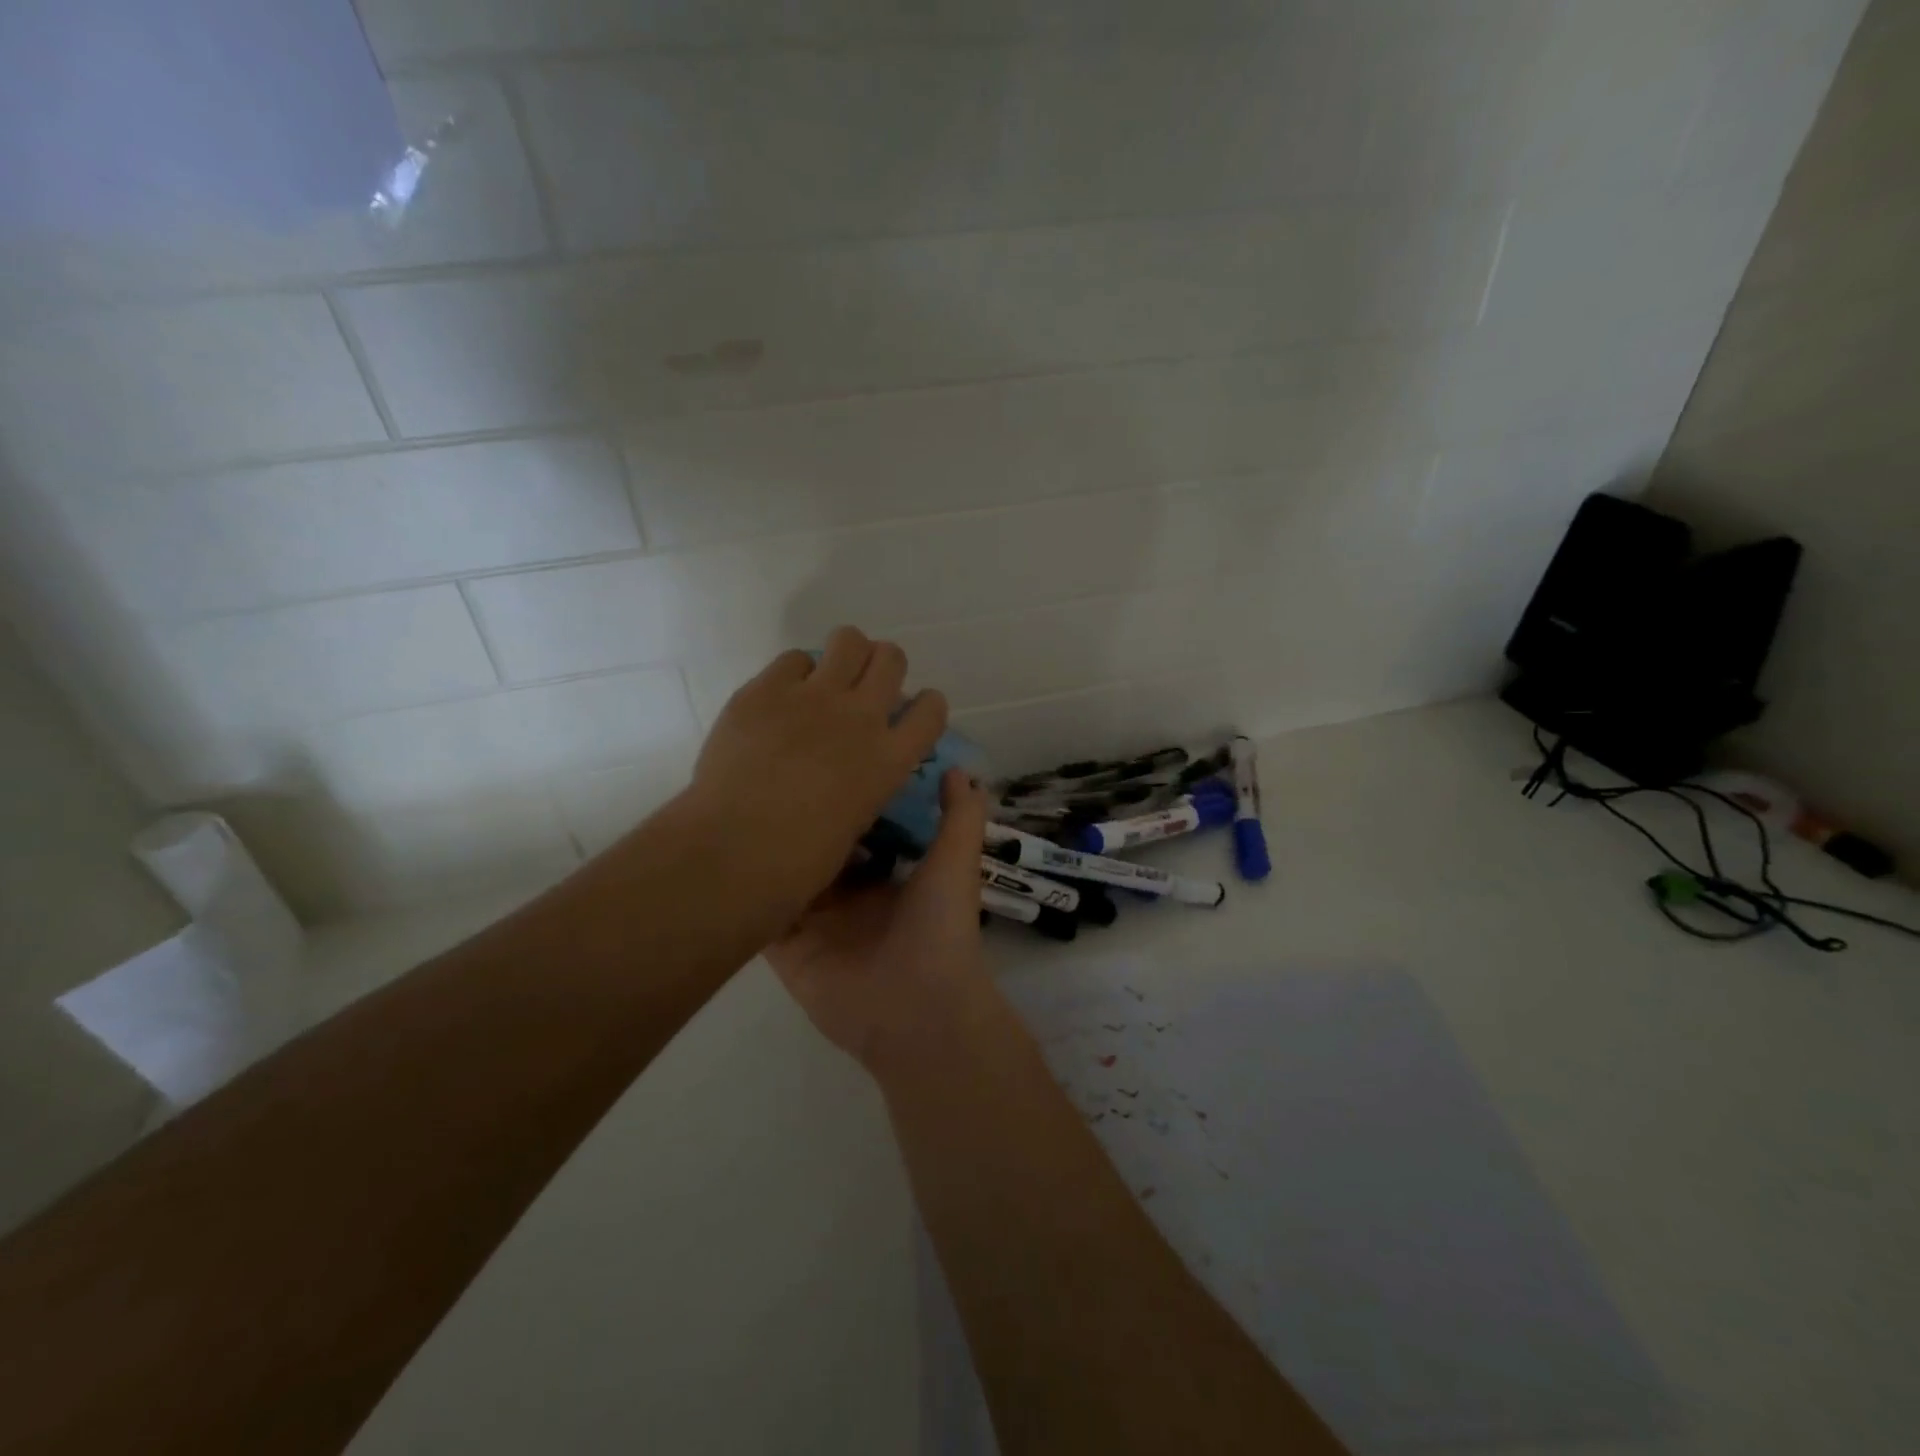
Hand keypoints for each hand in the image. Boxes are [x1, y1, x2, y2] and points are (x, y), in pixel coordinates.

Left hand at [684, 626, 948, 933]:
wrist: (733, 850)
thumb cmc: (798, 864)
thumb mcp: (855, 827)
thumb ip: (865, 789)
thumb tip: (856, 782)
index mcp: (889, 760)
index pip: (931, 710)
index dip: (924, 705)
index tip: (907, 713)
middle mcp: (861, 717)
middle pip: (892, 658)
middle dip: (882, 668)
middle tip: (862, 689)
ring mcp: (813, 697)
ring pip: (850, 639)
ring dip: (846, 654)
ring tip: (827, 679)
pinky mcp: (767, 689)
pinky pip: (793, 658)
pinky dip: (793, 673)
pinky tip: (780, 699)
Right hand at [768, 769, 999, 1074]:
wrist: (918, 1008)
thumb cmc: (940, 927)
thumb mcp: (957, 862)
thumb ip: (960, 816)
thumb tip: (962, 770)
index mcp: (885, 879)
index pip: (858, 831)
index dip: (847, 800)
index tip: (829, 758)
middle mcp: (848, 899)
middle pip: (818, 851)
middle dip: (804, 820)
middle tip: (778, 772)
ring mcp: (815, 925)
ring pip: (786, 876)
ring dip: (771, 848)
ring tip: (744, 797)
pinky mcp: (788, 950)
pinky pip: (762, 914)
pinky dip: (748, 889)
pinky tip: (726, 849)